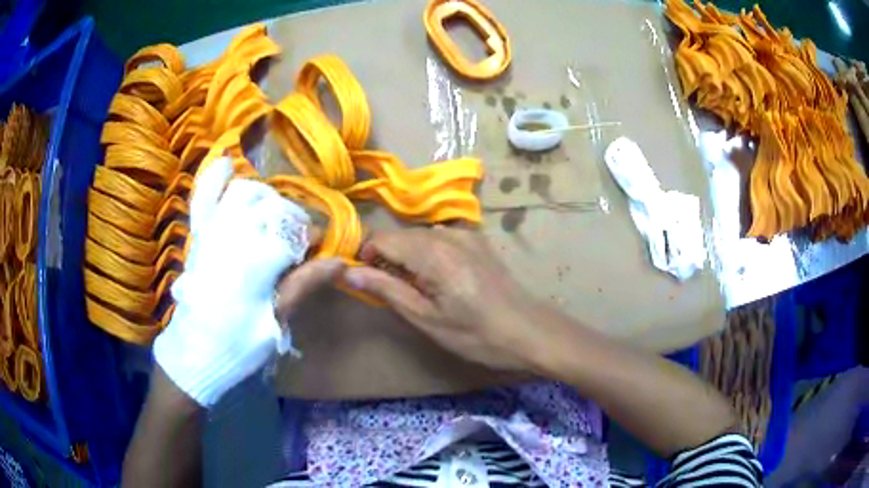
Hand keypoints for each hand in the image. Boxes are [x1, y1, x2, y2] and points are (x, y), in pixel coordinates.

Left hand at [153, 158, 341, 406]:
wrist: (196, 352)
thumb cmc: (239, 343)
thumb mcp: (277, 320)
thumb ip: (304, 285)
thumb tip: (341, 262)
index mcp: (257, 257)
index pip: (297, 233)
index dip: (313, 239)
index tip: (320, 252)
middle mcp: (235, 233)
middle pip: (274, 206)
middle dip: (292, 218)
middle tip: (296, 240)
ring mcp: (213, 229)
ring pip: (244, 191)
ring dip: (263, 196)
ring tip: (270, 214)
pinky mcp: (199, 234)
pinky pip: (204, 196)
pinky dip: (215, 178)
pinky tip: (227, 165)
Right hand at [344, 227, 542, 371]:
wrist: (529, 331)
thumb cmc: (475, 334)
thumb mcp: (426, 318)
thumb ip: (386, 290)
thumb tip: (347, 272)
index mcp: (432, 253)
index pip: (382, 239)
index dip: (366, 256)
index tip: (366, 281)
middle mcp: (448, 234)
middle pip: (401, 235)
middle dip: (387, 257)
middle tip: (391, 291)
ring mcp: (466, 235)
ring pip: (420, 236)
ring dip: (408, 256)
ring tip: (417, 288)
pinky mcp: (479, 241)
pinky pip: (441, 238)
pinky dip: (429, 253)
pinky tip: (440, 278)